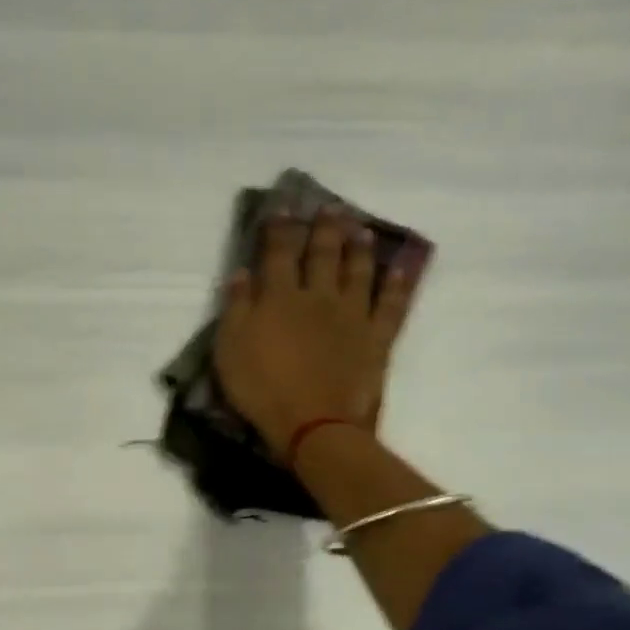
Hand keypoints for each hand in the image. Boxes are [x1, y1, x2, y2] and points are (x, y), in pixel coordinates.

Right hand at [213, 206, 423, 458]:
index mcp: (280, 297)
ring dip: (359, 247)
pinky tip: (399, 271)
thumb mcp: (230, 348)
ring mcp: (353, 315)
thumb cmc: (262, 387)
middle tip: (330, 207)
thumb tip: (241, 272)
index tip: (283, 206)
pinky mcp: (376, 338)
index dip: (281, 227)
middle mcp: (319, 296)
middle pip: (323, 254)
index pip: (280, 252)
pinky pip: (390, 306)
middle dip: (325, 228)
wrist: (313, 423)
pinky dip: (396, 286)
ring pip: (359, 271)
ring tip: (361, 228)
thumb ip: (236, 307)